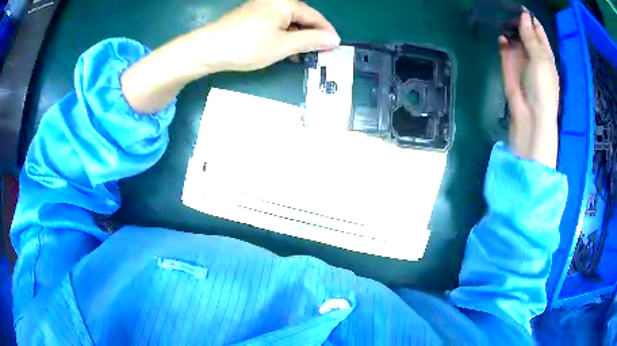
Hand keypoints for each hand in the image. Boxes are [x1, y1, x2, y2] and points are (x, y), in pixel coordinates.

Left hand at [122, 0, 338, 113]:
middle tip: (318, 54)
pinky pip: (275, 23)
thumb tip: (334, 39)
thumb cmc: (247, 46)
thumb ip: (311, 40)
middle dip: (311, 35)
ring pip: (288, 21)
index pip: (315, 16)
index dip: (326, 32)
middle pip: (302, 17)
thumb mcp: (283, 45)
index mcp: (286, 3)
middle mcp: (275, 1)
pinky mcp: (251, 15)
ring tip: (301, 55)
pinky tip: (283, 48)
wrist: (208, 48)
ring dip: (297, 37)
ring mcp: (261, 7)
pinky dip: (283, 35)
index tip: (334, 48)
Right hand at [499, 11, 559, 167]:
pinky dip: (502, 41)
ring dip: (508, 28)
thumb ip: (531, 37)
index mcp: (544, 52)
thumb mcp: (541, 59)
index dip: (530, 18)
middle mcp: (532, 52)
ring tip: (504, 22)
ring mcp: (520, 57)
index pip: (537, 29)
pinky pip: (504, 46)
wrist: (530, 113)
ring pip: (513, 36)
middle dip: (517, 20)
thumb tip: (524, 15)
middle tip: (509, 12)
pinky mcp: (508, 63)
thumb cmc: (542, 87)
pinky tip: (502, 39)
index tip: (521, 8)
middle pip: (524, 30)